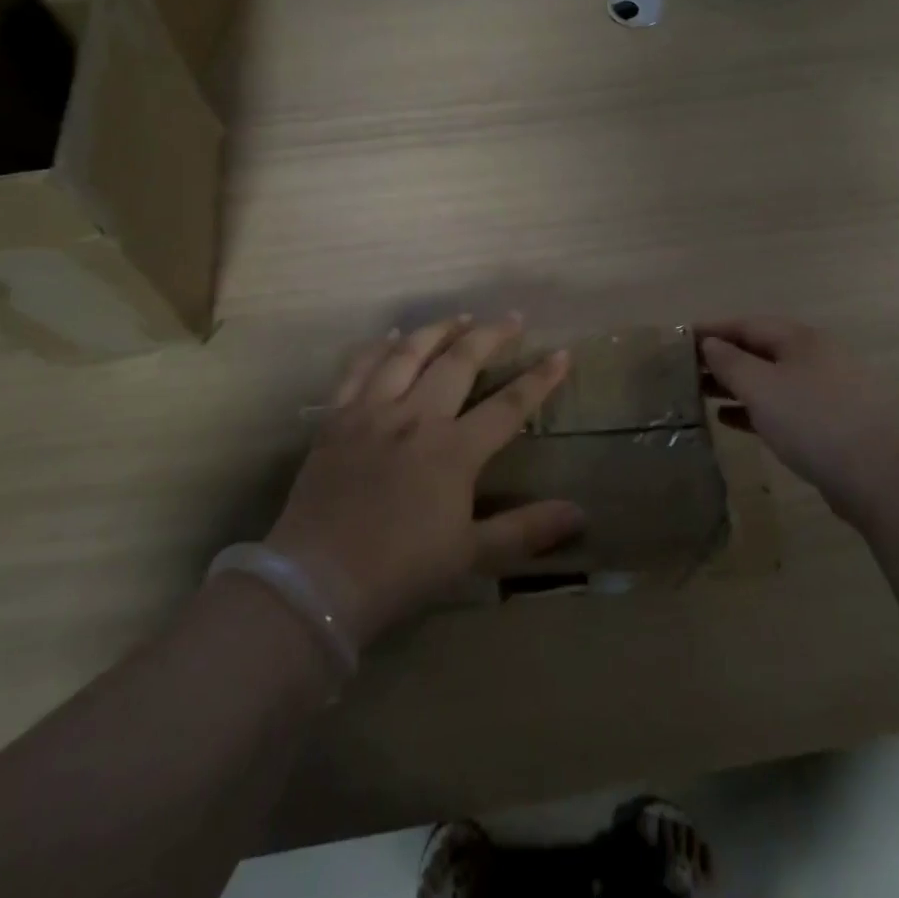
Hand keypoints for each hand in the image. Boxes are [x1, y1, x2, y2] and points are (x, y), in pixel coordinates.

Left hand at [258, 316, 584, 648]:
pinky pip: (359, 369)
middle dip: (491, 336)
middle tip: (513, 319)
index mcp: (454, 450)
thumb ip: (526, 530)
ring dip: (439, 330)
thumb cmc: (401, 570)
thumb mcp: (471, 554)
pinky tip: (392, 336)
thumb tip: (580, 515)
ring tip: (460, 317)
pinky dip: (378, 347)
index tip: (562, 354)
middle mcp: (417, 418)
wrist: (319, 581)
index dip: (540, 379)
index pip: (509, 405)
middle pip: (460, 362)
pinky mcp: (337, 418)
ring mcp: (373, 412)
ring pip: (409, 353)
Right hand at [699, 317, 898, 521]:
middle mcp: (814, 357)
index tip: (679, 338)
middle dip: (722, 358)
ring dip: (736, 385)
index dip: (712, 329)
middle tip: (684, 370)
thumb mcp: (761, 386)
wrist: (880, 474)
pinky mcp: (831, 424)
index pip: (747, 324)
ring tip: (700, 394)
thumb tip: (710, 343)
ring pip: (770, 380)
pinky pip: (783, 407)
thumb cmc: (813, 420)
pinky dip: (755, 409)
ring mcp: (826, 391)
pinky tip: (731, 420)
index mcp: (800, 339)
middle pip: (760, 350)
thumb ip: (730, 362)